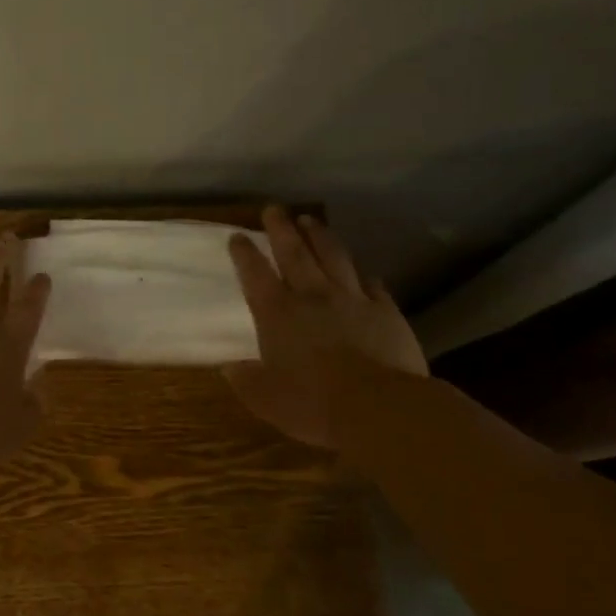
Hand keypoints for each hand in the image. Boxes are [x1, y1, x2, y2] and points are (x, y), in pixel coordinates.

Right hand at [225, 206, 429, 447]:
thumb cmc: (312, 404)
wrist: (379, 407)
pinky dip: (364, 276)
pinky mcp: (386, 311)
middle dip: (281, 229)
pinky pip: (373, 286)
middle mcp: (312, 297)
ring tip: (310, 220)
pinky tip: (364, 273)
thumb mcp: (266, 399)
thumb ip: (246, 380)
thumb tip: (230, 367)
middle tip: (274, 209)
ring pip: (333, 257)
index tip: (238, 236)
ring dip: (320, 237)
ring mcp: (352, 300)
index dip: (244, 254)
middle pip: (294, 253)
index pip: (255, 274)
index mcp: (277, 314)